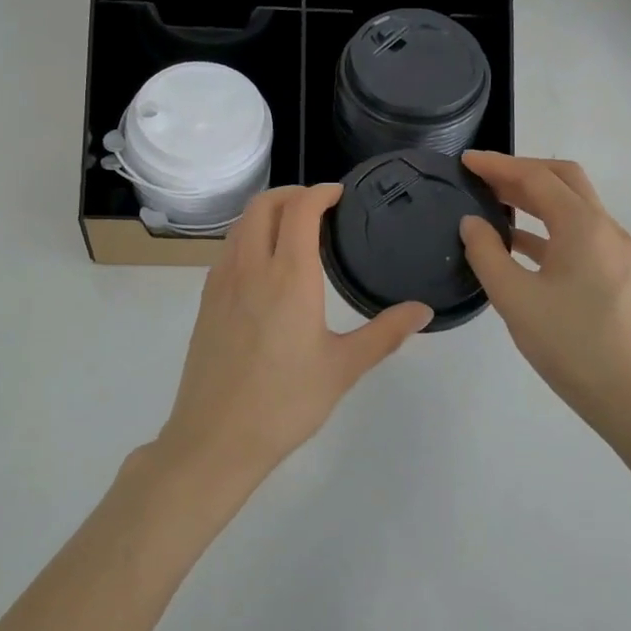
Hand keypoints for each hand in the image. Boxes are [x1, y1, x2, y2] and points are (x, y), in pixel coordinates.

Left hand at [158, 184, 431, 485]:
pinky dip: (249, 236)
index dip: (320, 192)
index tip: (339, 193)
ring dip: (267, 212)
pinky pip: (228, 249)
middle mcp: (251, 267)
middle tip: (318, 205)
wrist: (216, 438)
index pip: (300, 210)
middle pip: (263, 205)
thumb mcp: (343, 368)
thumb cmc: (285, 403)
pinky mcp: (207, 301)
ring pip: (241, 225)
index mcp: (289, 276)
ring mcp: (222, 282)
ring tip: (293, 228)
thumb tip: (423, 310)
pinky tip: (265, 265)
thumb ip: (385, 333)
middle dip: (291, 193)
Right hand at [458, 153, 630, 428]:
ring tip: (493, 203)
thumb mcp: (515, 298)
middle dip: (521, 172)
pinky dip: (546, 226)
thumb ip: (487, 253)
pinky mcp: (614, 274)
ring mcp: (614, 252)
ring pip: (572, 206)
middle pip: (563, 180)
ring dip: (534, 198)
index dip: (498, 165)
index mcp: (583, 226)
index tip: (465, 161)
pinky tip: (517, 244)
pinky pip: (577, 233)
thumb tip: (472, 223)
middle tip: (482, 177)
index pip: (537, 177)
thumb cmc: (570, 345)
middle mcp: (605, 229)